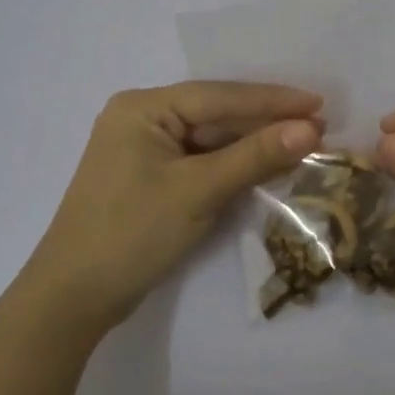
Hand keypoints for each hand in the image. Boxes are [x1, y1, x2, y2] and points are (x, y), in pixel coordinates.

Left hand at [19, 82, 322, 334]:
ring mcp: (146, 152)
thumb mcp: (198, 191)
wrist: (74, 298)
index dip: (272, 100)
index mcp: (143, 109)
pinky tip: (269, 167)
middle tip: (321, 126)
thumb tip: (311, 129)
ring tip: (305, 144)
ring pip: (212, 141)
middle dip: (266, 124)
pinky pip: (202, 163)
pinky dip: (234, 167)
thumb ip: (255, 157)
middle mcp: (142, 120)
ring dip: (254, 146)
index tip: (319, 104)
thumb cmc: (132, 233)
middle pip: (216, 116)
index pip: (219, 96)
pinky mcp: (153, 181)